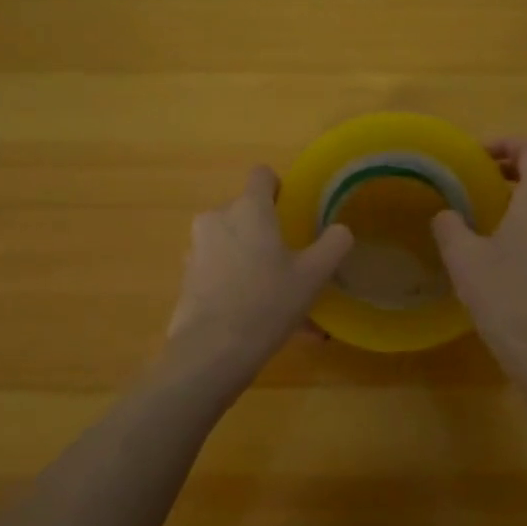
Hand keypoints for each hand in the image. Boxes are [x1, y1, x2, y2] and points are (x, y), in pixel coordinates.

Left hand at [165, 166, 352, 381]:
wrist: (212, 351)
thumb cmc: (267, 302)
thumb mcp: (314, 275)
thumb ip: (333, 244)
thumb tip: (340, 230)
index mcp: (248, 209)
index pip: (262, 175)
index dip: (279, 188)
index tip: (293, 212)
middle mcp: (217, 218)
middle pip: (246, 211)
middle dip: (265, 231)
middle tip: (289, 262)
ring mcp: (197, 247)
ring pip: (232, 243)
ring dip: (252, 260)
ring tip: (277, 298)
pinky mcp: (186, 276)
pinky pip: (219, 270)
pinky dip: (236, 283)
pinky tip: (257, 317)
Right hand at [432, 139, 526, 379]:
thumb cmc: (504, 295)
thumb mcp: (464, 257)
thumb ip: (450, 226)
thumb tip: (445, 214)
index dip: (506, 143)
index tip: (475, 154)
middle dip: (508, 167)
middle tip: (472, 177)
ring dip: (514, 195)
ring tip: (477, 208)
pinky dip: (520, 220)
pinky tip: (492, 245)